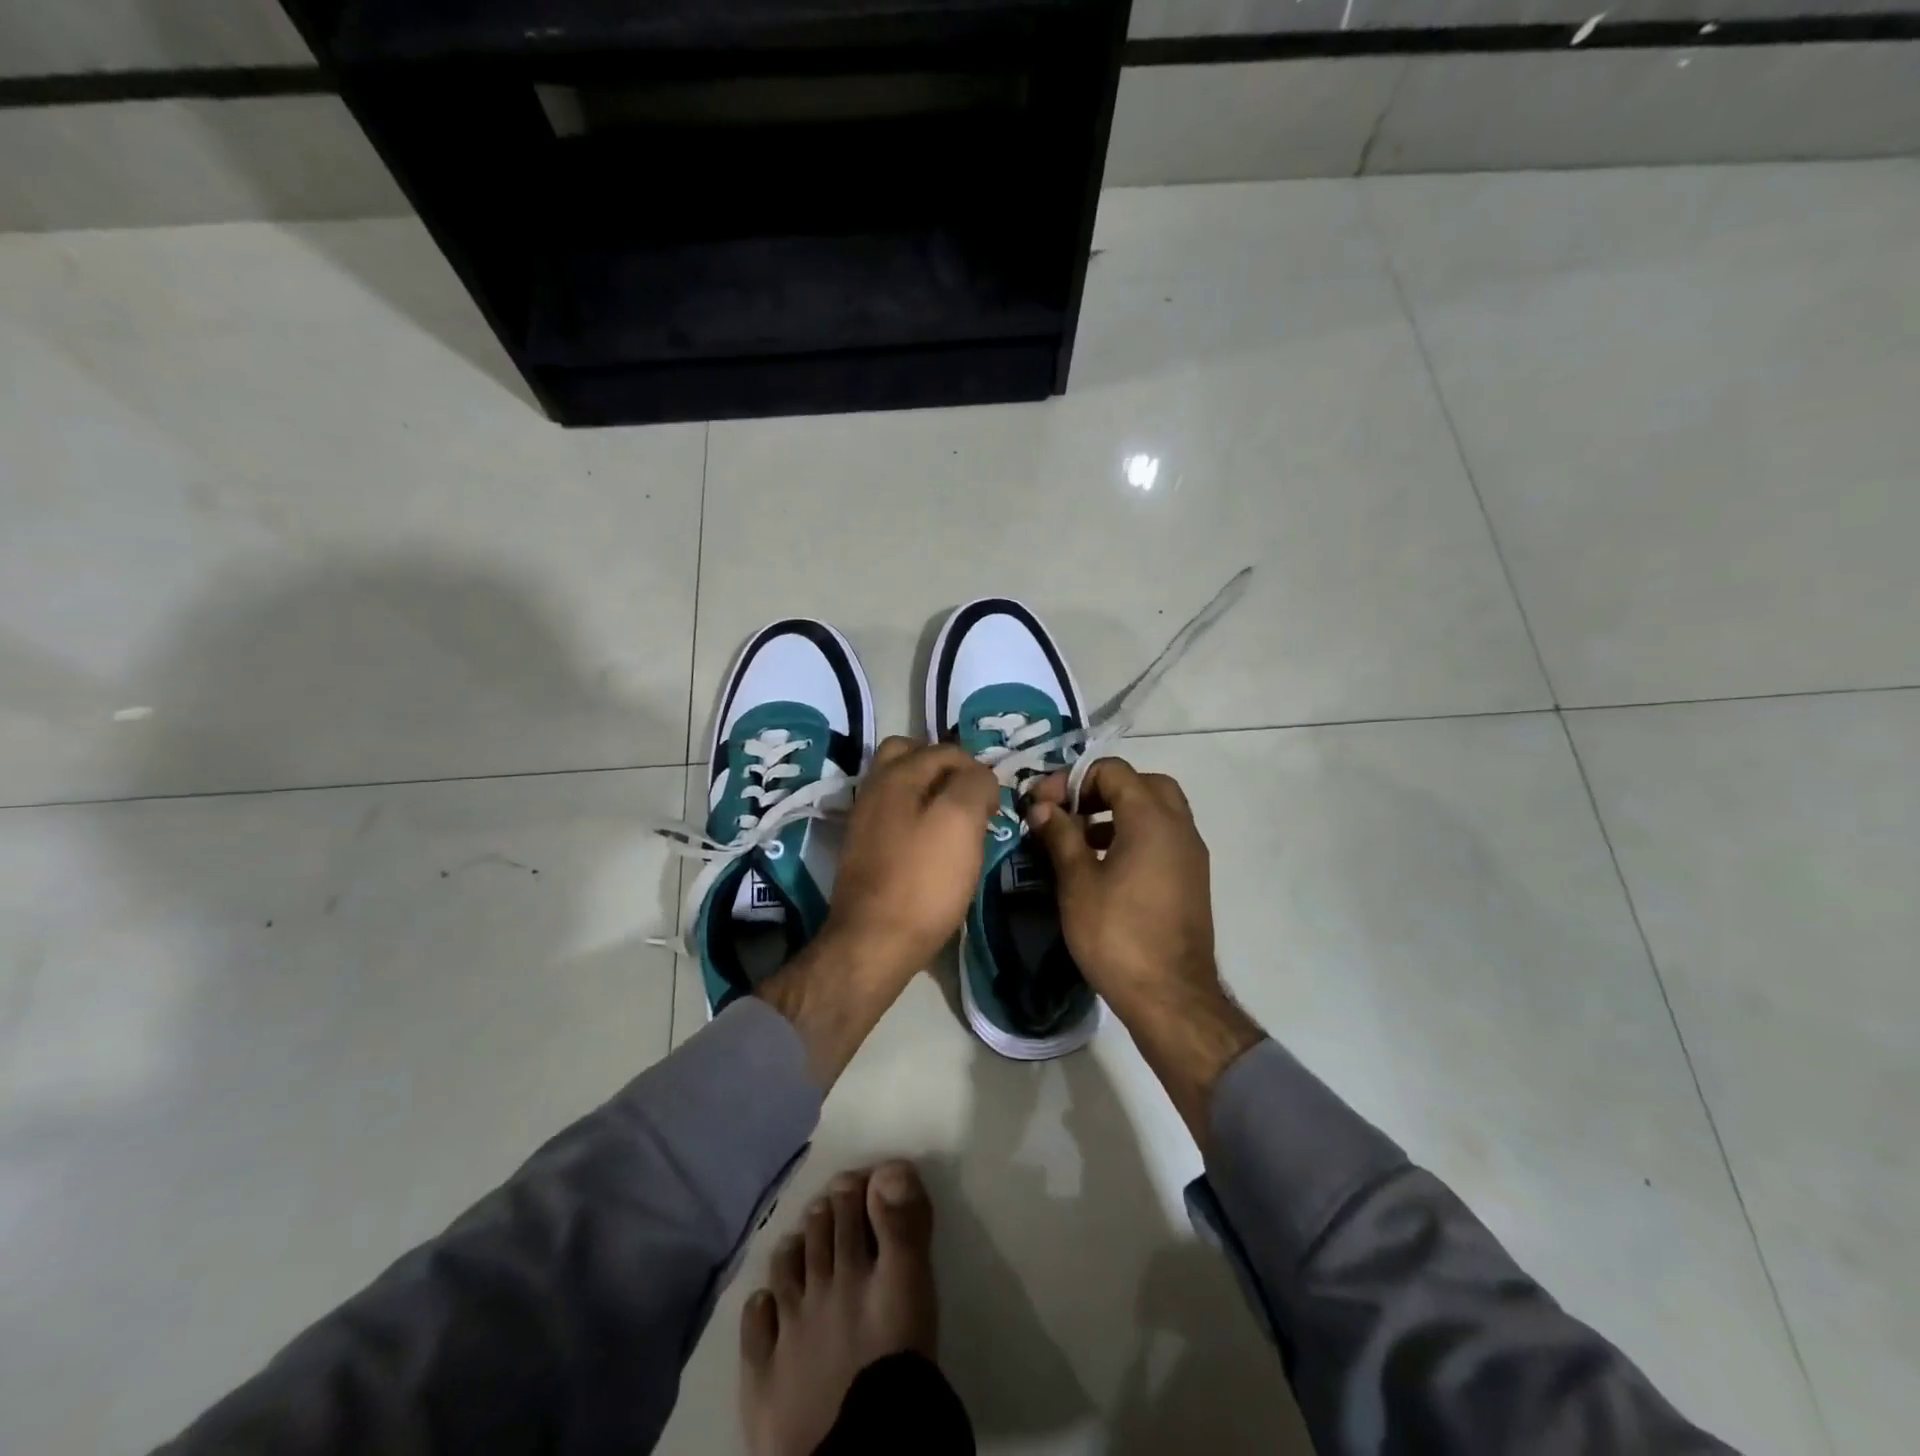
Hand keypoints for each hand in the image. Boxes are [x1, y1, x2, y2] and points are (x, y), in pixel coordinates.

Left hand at [823, 737, 1000, 983]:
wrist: (874, 942)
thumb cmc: (922, 880)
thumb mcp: (960, 821)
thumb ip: (974, 784)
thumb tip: (979, 776)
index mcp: (896, 774)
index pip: (946, 750)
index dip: (977, 771)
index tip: (994, 806)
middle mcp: (874, 789)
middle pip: (912, 758)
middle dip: (946, 771)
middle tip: (970, 801)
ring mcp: (865, 821)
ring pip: (904, 789)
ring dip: (932, 796)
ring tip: (959, 827)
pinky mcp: (865, 851)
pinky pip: (897, 818)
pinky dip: (919, 820)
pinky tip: (936, 848)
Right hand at [1025, 758, 1218, 1015]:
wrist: (1170, 997)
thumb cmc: (1117, 934)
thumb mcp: (1077, 881)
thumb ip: (1060, 835)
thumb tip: (1041, 807)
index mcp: (1151, 819)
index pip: (1112, 771)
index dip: (1073, 780)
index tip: (1043, 805)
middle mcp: (1178, 827)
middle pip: (1141, 784)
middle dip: (1101, 790)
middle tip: (1070, 813)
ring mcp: (1190, 853)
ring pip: (1156, 811)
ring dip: (1118, 813)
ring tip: (1079, 840)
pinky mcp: (1191, 878)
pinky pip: (1163, 837)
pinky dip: (1134, 835)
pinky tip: (1104, 866)